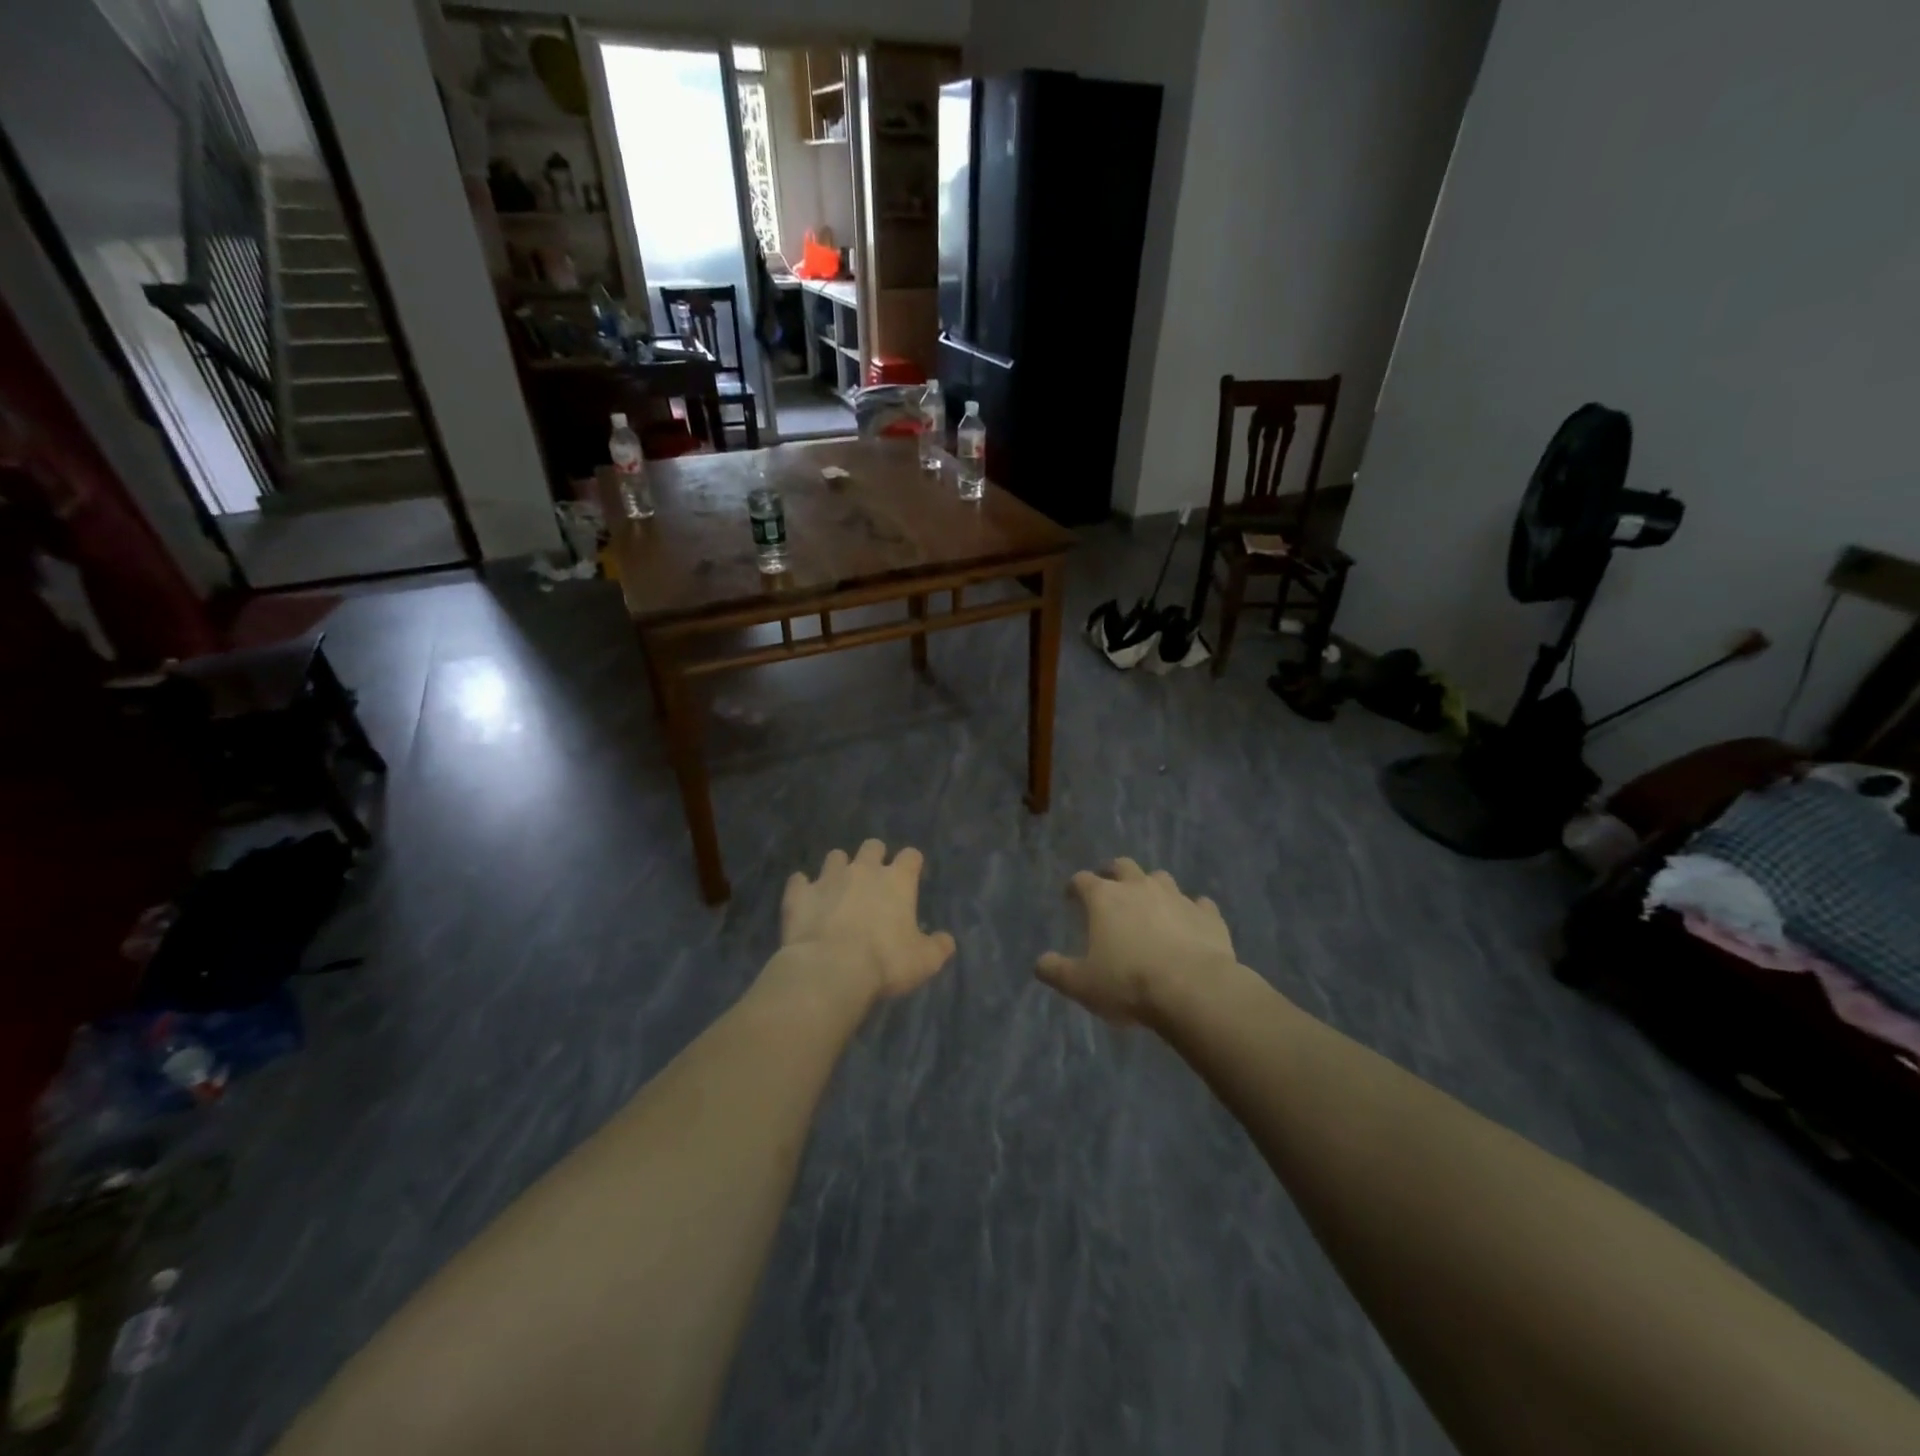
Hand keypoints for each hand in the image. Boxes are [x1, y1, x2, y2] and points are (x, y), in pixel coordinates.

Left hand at [776, 840, 956, 1004]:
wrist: (831, 970)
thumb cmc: (885, 963)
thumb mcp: (925, 961)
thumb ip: (939, 947)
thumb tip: (946, 940)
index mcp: (897, 881)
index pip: (911, 856)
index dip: (911, 864)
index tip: (910, 876)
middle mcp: (864, 870)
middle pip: (872, 846)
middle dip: (874, 857)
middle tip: (873, 880)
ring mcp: (828, 878)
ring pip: (835, 857)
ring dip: (838, 868)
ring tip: (837, 888)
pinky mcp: (800, 894)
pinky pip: (798, 881)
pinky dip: (802, 888)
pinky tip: (804, 900)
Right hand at [1035, 858, 1238, 1023]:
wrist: (1193, 989)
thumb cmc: (1128, 982)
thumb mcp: (1081, 984)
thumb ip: (1056, 971)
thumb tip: (1040, 963)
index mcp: (1104, 898)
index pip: (1082, 880)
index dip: (1074, 887)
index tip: (1070, 897)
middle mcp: (1139, 887)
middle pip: (1123, 866)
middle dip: (1114, 873)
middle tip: (1110, 889)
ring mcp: (1177, 897)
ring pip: (1161, 879)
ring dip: (1153, 888)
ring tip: (1150, 906)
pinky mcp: (1207, 915)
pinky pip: (1199, 905)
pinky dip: (1192, 911)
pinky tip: (1191, 924)